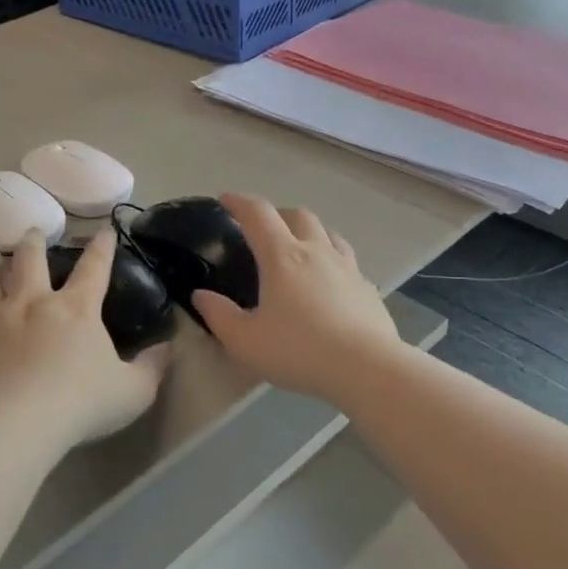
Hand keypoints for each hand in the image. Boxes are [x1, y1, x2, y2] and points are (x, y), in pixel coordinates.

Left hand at [0, 229, 170, 446]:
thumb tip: (166, 346)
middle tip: (33, 232)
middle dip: (33, 242)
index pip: (94, 268)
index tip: (105, 230)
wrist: (16, 425)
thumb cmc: (82, 404)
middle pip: (29, 260)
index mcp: (75, 309)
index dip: (102, 247)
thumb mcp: (134, 390)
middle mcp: (31, 304)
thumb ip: (152, 366)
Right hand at [191, 194, 400, 403]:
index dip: (239, 202)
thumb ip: (219, 315)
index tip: (225, 200)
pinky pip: (347, 260)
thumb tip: (201, 295)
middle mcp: (316, 251)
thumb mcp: (245, 341)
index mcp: (282, 257)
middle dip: (276, 214)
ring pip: (328, 232)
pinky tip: (329, 282)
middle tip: (262, 228)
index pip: (258, 214)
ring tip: (298, 247)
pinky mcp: (367, 287)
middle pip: (298, 215)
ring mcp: (347, 267)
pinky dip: (331, 259)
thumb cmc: (299, 351)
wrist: (367, 368)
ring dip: (308, 231)